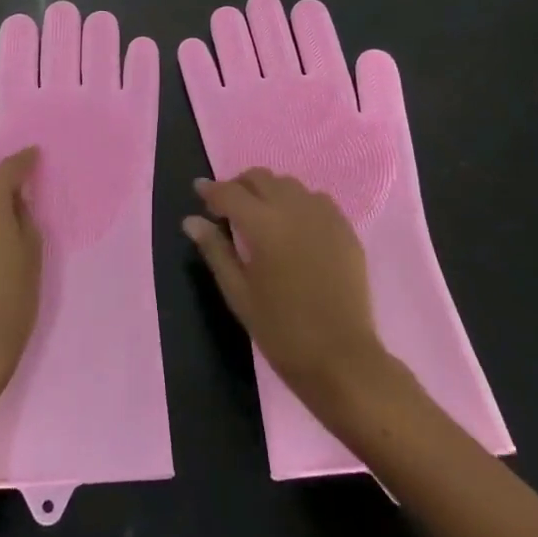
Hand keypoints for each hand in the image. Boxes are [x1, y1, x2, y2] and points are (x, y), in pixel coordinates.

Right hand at [185, 169, 394, 420]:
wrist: (342, 359)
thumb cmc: (281, 330)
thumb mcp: (238, 293)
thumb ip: (215, 250)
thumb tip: (191, 221)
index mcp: (264, 224)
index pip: (230, 192)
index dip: (211, 189)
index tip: (199, 191)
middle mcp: (294, 209)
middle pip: (261, 178)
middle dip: (240, 186)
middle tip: (228, 208)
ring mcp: (324, 216)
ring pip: (289, 185)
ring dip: (270, 192)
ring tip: (262, 217)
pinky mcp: (345, 229)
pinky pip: (317, 200)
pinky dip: (298, 203)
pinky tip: (295, 227)